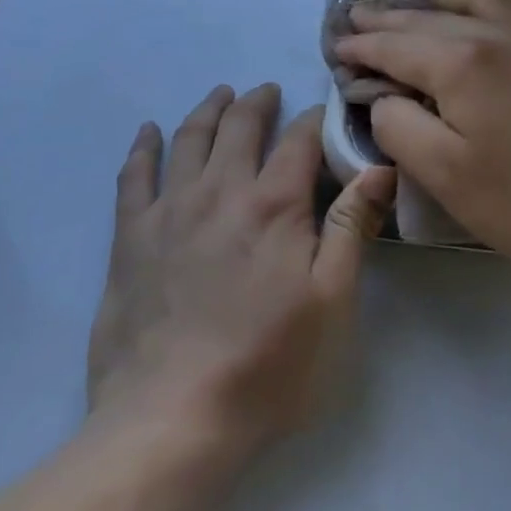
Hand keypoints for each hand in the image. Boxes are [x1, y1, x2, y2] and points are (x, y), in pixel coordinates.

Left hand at [87, 84, 394, 459]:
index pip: (299, 140)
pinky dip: (143, 146)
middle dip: (258, 102)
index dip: (314, 119)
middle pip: (240, 126)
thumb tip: (379, 166)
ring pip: (189, 139)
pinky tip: (148, 131)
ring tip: (221, 95)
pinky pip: (134, 176)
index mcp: (274, 205)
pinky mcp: (130, 237)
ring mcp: (169, 210)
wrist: (171, 420)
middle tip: (267, 90)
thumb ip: (351, 227)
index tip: (323, 112)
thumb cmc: (267, 366)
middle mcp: (220, 191)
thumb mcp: (331, 302)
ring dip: (208, 110)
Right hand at [331, 0, 510, 275]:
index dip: (360, 47)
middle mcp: (494, 33)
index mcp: (461, 62)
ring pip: (468, 0)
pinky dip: (469, 7)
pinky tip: (465, 25)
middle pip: (425, 17)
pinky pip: (502, 9)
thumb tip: (382, 96)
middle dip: (384, 18)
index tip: (334, 48)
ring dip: (430, 2)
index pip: (394, 44)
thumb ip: (399, 126)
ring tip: (407, 12)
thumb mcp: (445, 175)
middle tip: (353, 21)